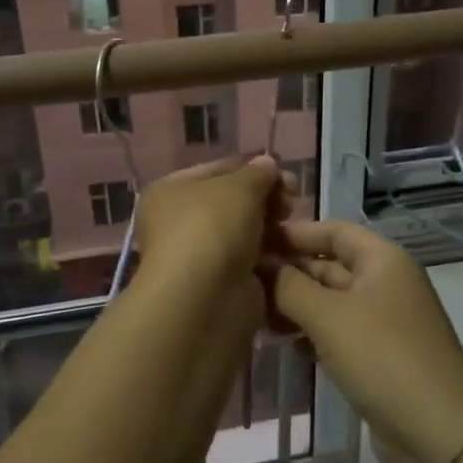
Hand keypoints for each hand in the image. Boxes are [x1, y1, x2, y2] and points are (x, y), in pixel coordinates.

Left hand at [133, 156, 290, 291]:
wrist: (205, 298)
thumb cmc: (212, 228)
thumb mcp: (238, 187)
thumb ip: (257, 172)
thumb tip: (267, 164)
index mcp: (171, 192)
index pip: (218, 170)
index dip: (251, 167)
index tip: (283, 171)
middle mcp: (180, 222)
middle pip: (233, 201)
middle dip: (266, 196)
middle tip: (292, 197)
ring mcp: (201, 255)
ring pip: (245, 231)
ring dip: (271, 224)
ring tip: (291, 221)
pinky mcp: (222, 282)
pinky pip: (251, 259)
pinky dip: (270, 253)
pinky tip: (289, 248)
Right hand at [265, 219, 462, 462]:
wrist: (438, 433)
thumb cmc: (383, 358)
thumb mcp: (328, 316)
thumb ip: (289, 286)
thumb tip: (260, 263)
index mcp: (383, 260)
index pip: (333, 230)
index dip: (294, 232)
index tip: (251, 240)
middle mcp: (385, 284)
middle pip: (330, 266)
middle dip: (289, 272)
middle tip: (241, 283)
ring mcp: (384, 323)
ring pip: (331, 303)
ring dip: (295, 307)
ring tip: (253, 316)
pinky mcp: (379, 357)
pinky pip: (338, 334)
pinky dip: (311, 335)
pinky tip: (283, 345)